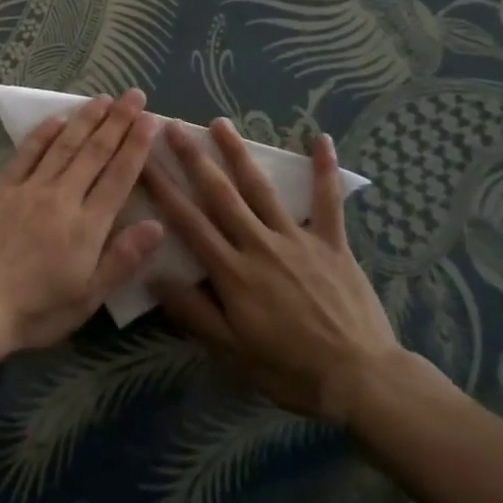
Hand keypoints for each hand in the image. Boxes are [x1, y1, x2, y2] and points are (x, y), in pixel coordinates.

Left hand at [0, 90, 164, 355]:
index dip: (137, 146)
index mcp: (88, 226)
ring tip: (103, 99)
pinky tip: (57, 118)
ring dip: (86, 119)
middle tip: (134, 94)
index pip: (119, 176)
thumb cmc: (34, 310)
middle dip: (118, 121)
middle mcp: (62, 197)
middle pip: (95, 152)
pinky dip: (43, 133)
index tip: (151, 119)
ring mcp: (30, 188)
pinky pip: (26, 153)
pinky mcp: (1, 188)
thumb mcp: (87, 297)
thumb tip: (157, 224)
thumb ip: (122, 258)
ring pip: (64, 145)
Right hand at [147, 118, 400, 422]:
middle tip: (173, 127)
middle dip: (193, 158)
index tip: (143, 161)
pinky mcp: (332, 242)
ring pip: (261, 188)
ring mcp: (297, 238)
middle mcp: (260, 245)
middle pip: (220, 194)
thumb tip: (153, 276)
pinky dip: (323, 169)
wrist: (360, 379)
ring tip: (220, 122)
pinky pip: (327, 200)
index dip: (164, 189)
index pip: (189, 222)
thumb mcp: (233, 351)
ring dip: (239, 153)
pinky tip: (320, 138)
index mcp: (233, 272)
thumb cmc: (290, 369)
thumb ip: (194, 312)